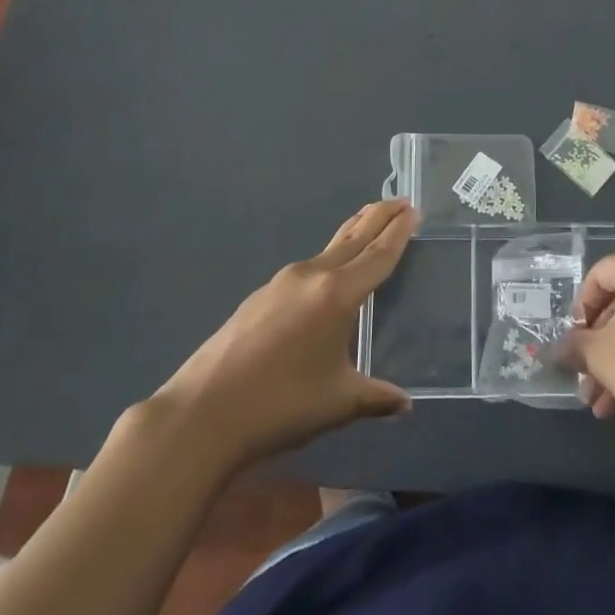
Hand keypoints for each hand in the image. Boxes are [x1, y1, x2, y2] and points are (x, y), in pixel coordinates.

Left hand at [143, 200, 417, 472]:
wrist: (202, 414)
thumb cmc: (281, 405)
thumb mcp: (339, 403)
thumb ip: (376, 397)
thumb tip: (405, 405)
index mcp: (337, 294)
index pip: (377, 255)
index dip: (397, 232)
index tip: (412, 210)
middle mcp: (311, 276)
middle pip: (353, 238)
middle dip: (378, 217)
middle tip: (400, 200)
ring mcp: (280, 283)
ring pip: (328, 250)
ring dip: (352, 236)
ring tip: (368, 228)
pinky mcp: (259, 297)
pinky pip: (305, 269)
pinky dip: (327, 261)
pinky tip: (326, 279)